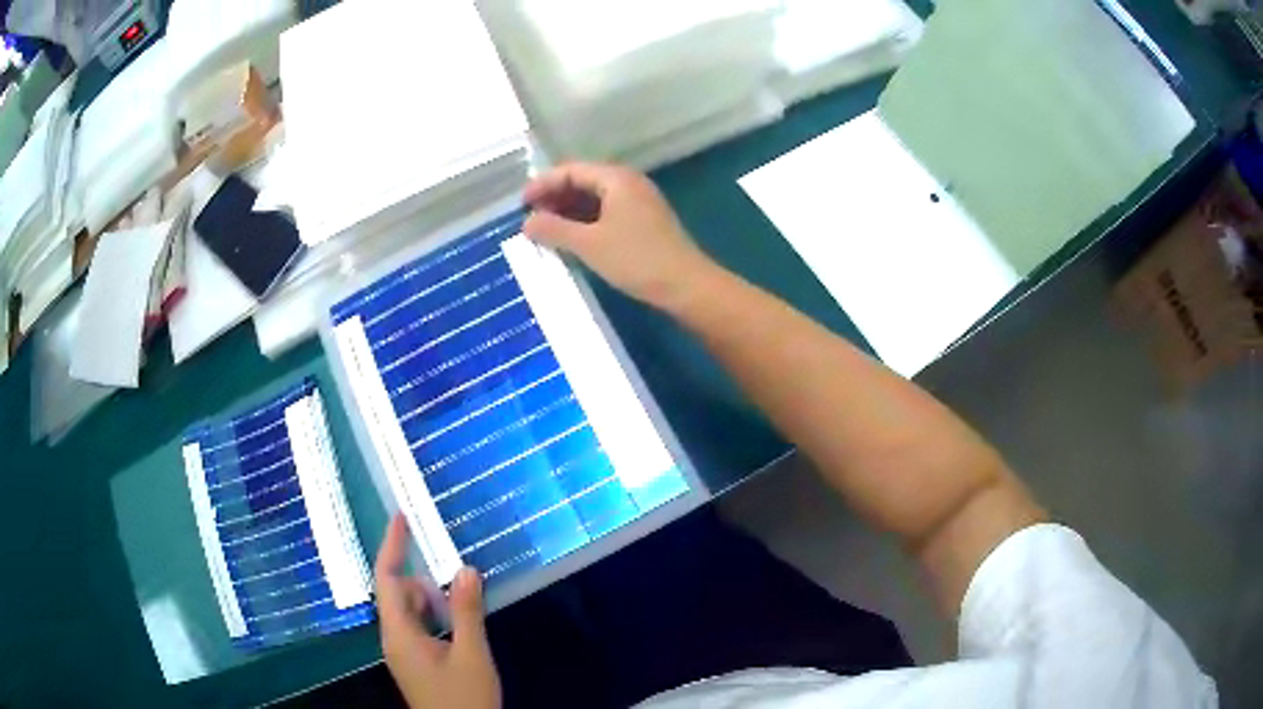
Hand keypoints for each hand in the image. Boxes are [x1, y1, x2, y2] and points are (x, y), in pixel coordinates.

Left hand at [374, 515, 500, 708]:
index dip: (392, 547)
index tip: (400, 518)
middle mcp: (394, 638)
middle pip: (399, 593)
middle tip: (453, 569)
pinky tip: (458, 621)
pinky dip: (435, 616)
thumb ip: (466, 611)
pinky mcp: (415, 662)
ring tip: (462, 599)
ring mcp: (404, 652)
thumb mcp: (471, 654)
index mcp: (399, 634)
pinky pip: (418, 627)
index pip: (387, 580)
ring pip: (410, 611)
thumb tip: (464, 569)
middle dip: (423, 578)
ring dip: (432, 599)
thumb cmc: (464, 697)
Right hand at [523, 162, 717, 311]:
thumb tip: (526, 222)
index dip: (542, 184)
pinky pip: (607, 213)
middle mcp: (628, 183)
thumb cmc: (636, 259)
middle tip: (530, 218)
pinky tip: (572, 239)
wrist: (686, 285)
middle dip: (554, 197)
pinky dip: (586, 222)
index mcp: (616, 178)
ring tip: (546, 231)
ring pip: (595, 199)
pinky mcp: (644, 222)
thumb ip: (554, 230)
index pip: (570, 170)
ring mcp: (639, 202)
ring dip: (569, 212)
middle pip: (583, 181)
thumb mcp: (588, 244)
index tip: (520, 205)